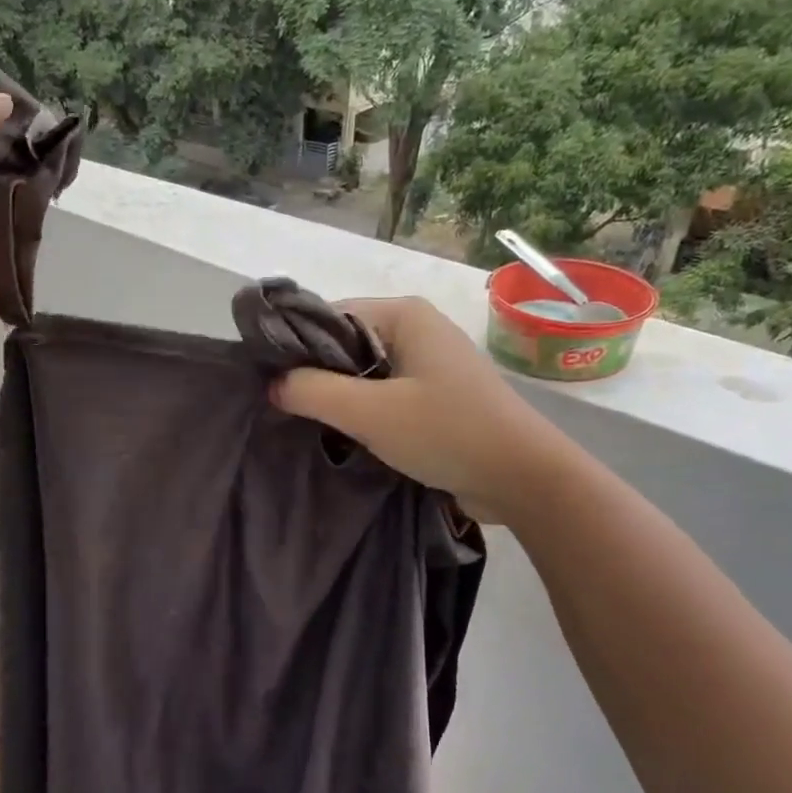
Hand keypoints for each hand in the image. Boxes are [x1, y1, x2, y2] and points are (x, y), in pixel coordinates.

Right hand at [269, 297, 560, 523]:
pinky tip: (344, 435)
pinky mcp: (437, 395)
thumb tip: (272, 385)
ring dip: (339, 397)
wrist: (522, 477)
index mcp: (404, 314)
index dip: (295, 346)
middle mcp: (417, 328)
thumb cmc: (447, 432)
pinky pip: (386, 393)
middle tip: (283, 406)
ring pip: (365, 372)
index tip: (268, 380)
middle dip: (316, 374)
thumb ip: (314, 392)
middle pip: (346, 344)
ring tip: (306, 423)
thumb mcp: (371, 413)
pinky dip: (364, 411)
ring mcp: (430, 363)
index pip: (329, 316)